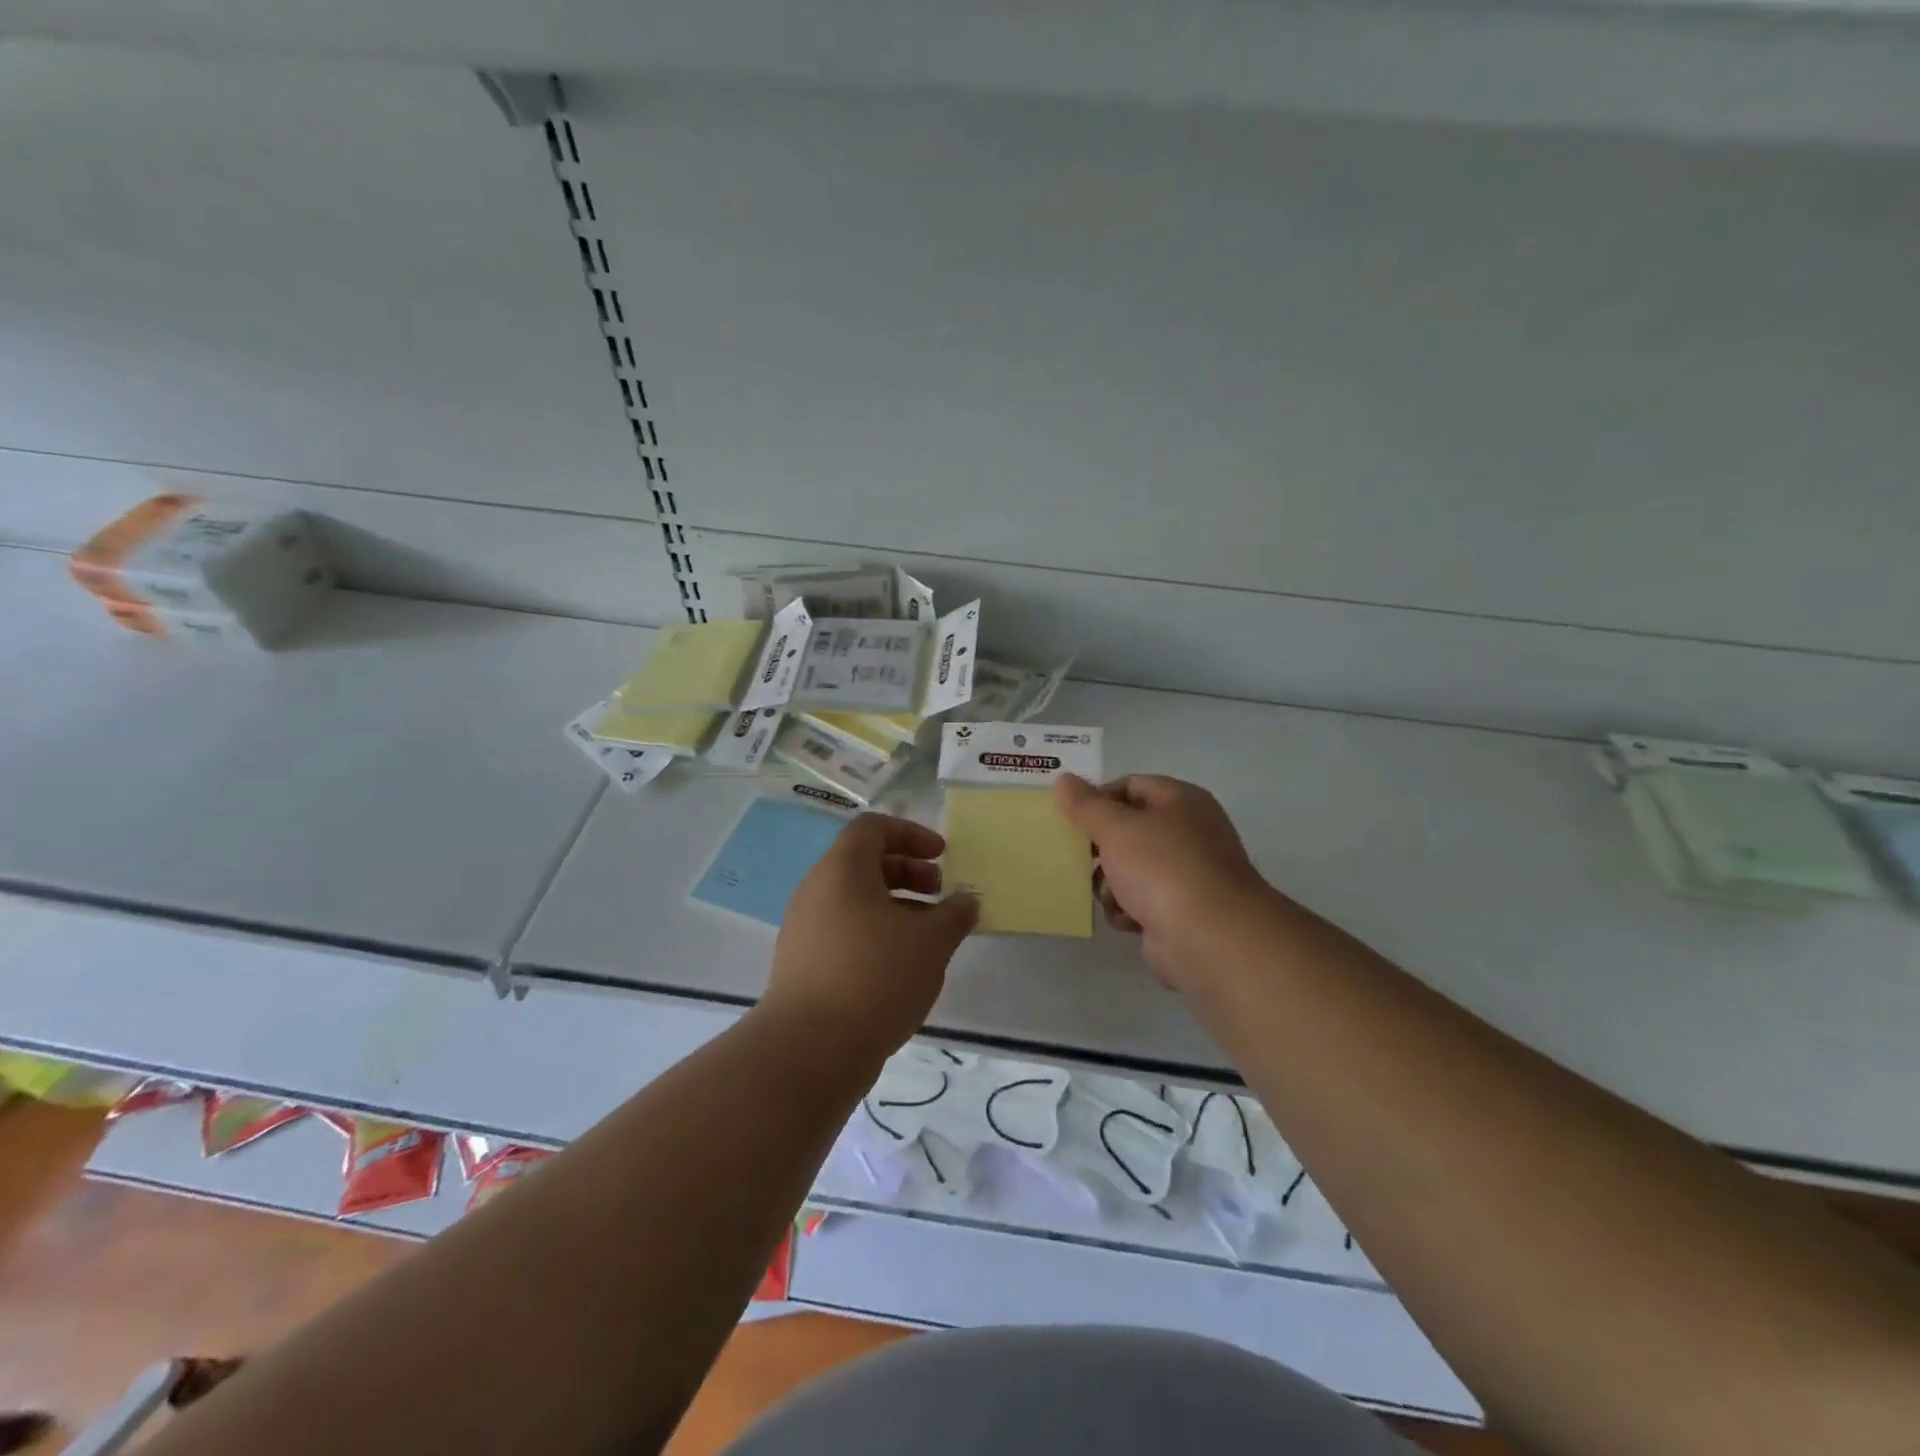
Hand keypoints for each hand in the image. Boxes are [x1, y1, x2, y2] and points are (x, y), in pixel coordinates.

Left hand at [761, 813, 978, 1060]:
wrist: (810, 1048)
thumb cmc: (876, 976)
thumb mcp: (931, 942)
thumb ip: (954, 914)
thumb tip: (966, 901)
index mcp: (842, 869)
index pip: (873, 828)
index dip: (912, 834)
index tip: (942, 857)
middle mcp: (816, 890)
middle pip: (864, 862)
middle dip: (908, 872)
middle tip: (940, 895)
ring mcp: (804, 928)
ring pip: (854, 900)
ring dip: (895, 906)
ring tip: (928, 936)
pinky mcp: (801, 963)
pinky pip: (843, 930)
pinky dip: (875, 932)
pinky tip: (901, 966)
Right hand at [1054, 773, 1274, 988]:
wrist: (1209, 937)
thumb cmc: (1161, 868)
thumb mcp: (1116, 827)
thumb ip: (1085, 805)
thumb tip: (1063, 780)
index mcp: (1181, 801)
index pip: (1130, 786)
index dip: (1098, 798)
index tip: (1070, 818)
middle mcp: (1188, 832)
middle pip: (1129, 830)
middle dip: (1101, 848)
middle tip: (1077, 858)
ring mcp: (1187, 874)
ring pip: (1131, 868)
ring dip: (1110, 883)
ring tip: (1108, 895)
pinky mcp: (1181, 911)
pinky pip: (1141, 902)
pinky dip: (1128, 909)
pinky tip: (1126, 920)